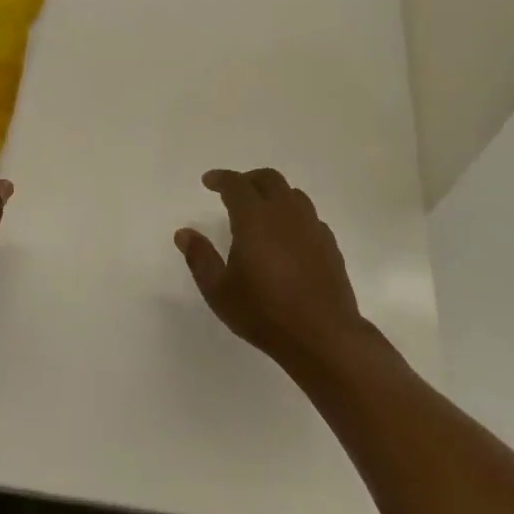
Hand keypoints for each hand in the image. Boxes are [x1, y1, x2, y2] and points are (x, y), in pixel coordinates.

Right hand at [175, 168, 367, 369]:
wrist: (322, 335)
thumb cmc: (264, 312)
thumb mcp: (219, 291)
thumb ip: (200, 257)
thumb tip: (184, 233)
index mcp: (254, 218)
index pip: (236, 184)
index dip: (220, 178)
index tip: (208, 181)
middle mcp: (285, 214)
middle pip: (268, 179)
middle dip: (248, 179)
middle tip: (233, 192)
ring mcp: (311, 227)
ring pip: (293, 194)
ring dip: (274, 194)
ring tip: (261, 212)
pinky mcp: (329, 244)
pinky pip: (309, 217)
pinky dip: (293, 216)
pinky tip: (287, 237)